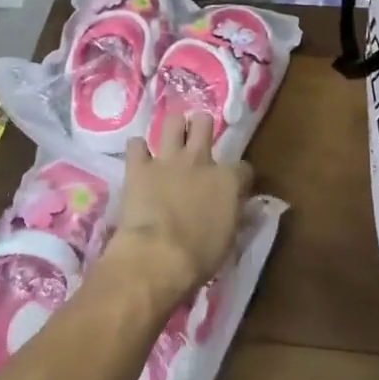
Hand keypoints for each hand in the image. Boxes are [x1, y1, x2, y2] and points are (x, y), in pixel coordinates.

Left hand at [104, 113, 252, 309]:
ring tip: (169, 142)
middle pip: (204, 123)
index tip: (233, 188)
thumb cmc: (200, 257)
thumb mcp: (229, 238)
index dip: (239, 177)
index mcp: (228, 180)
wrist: (158, 258)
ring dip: (172, 130)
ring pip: (173, 121)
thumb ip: (232, 215)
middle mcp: (200, 160)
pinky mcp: (139, 167)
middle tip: (196, 143)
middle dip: (201, 128)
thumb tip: (235, 209)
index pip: (243, 167)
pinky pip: (135, 144)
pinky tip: (138, 159)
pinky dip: (137, 151)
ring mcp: (168, 160)